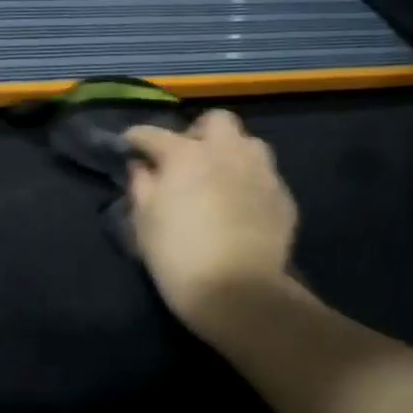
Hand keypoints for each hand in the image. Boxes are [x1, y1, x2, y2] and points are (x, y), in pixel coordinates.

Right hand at [124, 110, 302, 345]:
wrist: (238, 292)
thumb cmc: (177, 255)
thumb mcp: (144, 222)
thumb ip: (141, 186)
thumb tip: (141, 167)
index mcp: (186, 155)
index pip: (154, 134)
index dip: (137, 138)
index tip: (130, 146)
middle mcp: (227, 152)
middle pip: (216, 121)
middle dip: (198, 132)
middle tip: (185, 157)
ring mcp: (261, 172)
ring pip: (248, 144)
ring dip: (230, 152)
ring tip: (218, 177)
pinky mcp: (283, 197)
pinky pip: (263, 176)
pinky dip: (248, 181)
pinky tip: (238, 204)